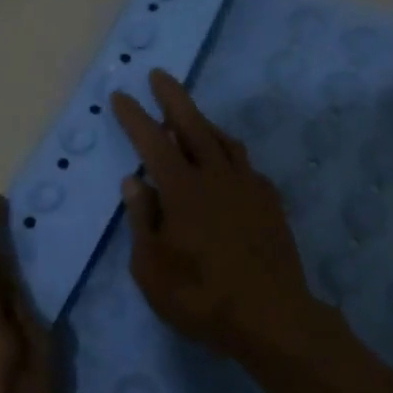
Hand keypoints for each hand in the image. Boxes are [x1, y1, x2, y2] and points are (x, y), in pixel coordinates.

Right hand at [111, 71, 327, 364]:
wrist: (271, 316)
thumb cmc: (201, 297)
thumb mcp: (152, 268)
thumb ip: (143, 220)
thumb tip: (134, 182)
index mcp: (183, 190)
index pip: (152, 142)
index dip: (134, 117)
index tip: (121, 95)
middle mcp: (217, 177)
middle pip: (193, 126)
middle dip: (173, 98)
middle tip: (160, 75)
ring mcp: (249, 188)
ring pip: (224, 142)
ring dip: (204, 123)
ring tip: (190, 117)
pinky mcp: (270, 203)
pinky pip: (246, 167)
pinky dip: (229, 156)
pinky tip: (227, 165)